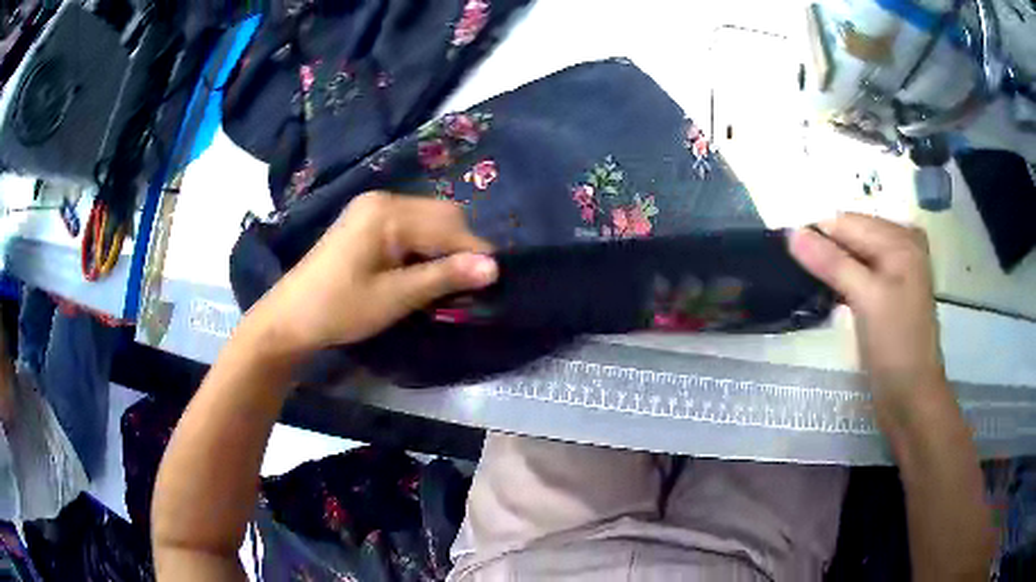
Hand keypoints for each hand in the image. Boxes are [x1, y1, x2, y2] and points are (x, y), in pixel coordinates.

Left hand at [248, 192, 497, 355]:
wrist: (290, 317)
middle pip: (442, 215)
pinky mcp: (367, 221)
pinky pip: (411, 226)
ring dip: (444, 248)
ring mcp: (373, 208)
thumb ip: (444, 277)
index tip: (494, 283)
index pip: (450, 225)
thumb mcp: (395, 297)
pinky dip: (425, 247)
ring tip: (448, 283)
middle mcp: (383, 199)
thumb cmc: (339, 308)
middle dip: (461, 248)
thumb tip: (495, 267)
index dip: (476, 253)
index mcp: (388, 212)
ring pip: (429, 220)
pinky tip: (424, 271)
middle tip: (469, 286)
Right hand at [788, 214, 945, 408]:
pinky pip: (859, 273)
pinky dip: (841, 281)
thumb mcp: (866, 299)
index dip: (816, 235)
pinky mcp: (888, 293)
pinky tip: (827, 294)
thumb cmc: (895, 346)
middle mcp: (899, 246)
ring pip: (852, 256)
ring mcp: (895, 270)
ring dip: (830, 268)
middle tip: (795, 274)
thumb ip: (832, 262)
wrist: (911, 398)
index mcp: (900, 239)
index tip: (786, 254)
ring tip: (807, 284)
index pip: (847, 222)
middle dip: (824, 251)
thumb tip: (792, 233)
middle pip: (851, 236)